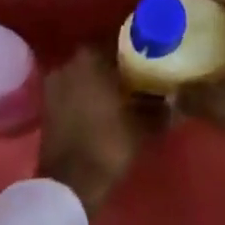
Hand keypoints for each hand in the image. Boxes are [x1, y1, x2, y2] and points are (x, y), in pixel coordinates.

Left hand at [38, 44, 163, 216]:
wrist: (69, 184)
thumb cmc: (108, 145)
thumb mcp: (143, 125)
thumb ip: (161, 106)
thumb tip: (176, 97)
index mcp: (90, 57)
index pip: (119, 39)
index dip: (138, 47)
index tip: (154, 54)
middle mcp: (68, 61)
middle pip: (100, 55)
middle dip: (120, 63)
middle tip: (143, 73)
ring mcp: (55, 82)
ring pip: (86, 72)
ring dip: (103, 78)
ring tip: (127, 90)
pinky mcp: (48, 103)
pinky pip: (75, 88)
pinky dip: (89, 92)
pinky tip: (107, 105)